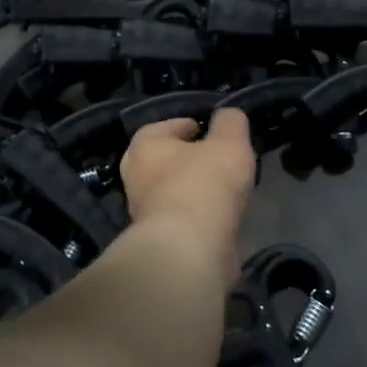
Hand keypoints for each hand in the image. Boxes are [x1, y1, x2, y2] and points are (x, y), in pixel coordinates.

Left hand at [120, 107, 256, 249]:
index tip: (214, 133)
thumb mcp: (228, 142)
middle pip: (167, 160)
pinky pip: (182, 218)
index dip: (193, 126)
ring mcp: (144, 212)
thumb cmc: (204, 184)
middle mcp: (136, 175)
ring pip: (174, 191)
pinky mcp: (159, 240)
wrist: (189, 250)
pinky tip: (221, 217)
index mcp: (145, 145)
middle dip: (191, 160)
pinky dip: (199, 216)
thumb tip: (228, 116)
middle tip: (219, 161)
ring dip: (196, 190)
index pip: (167, 126)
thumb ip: (230, 122)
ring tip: (226, 190)